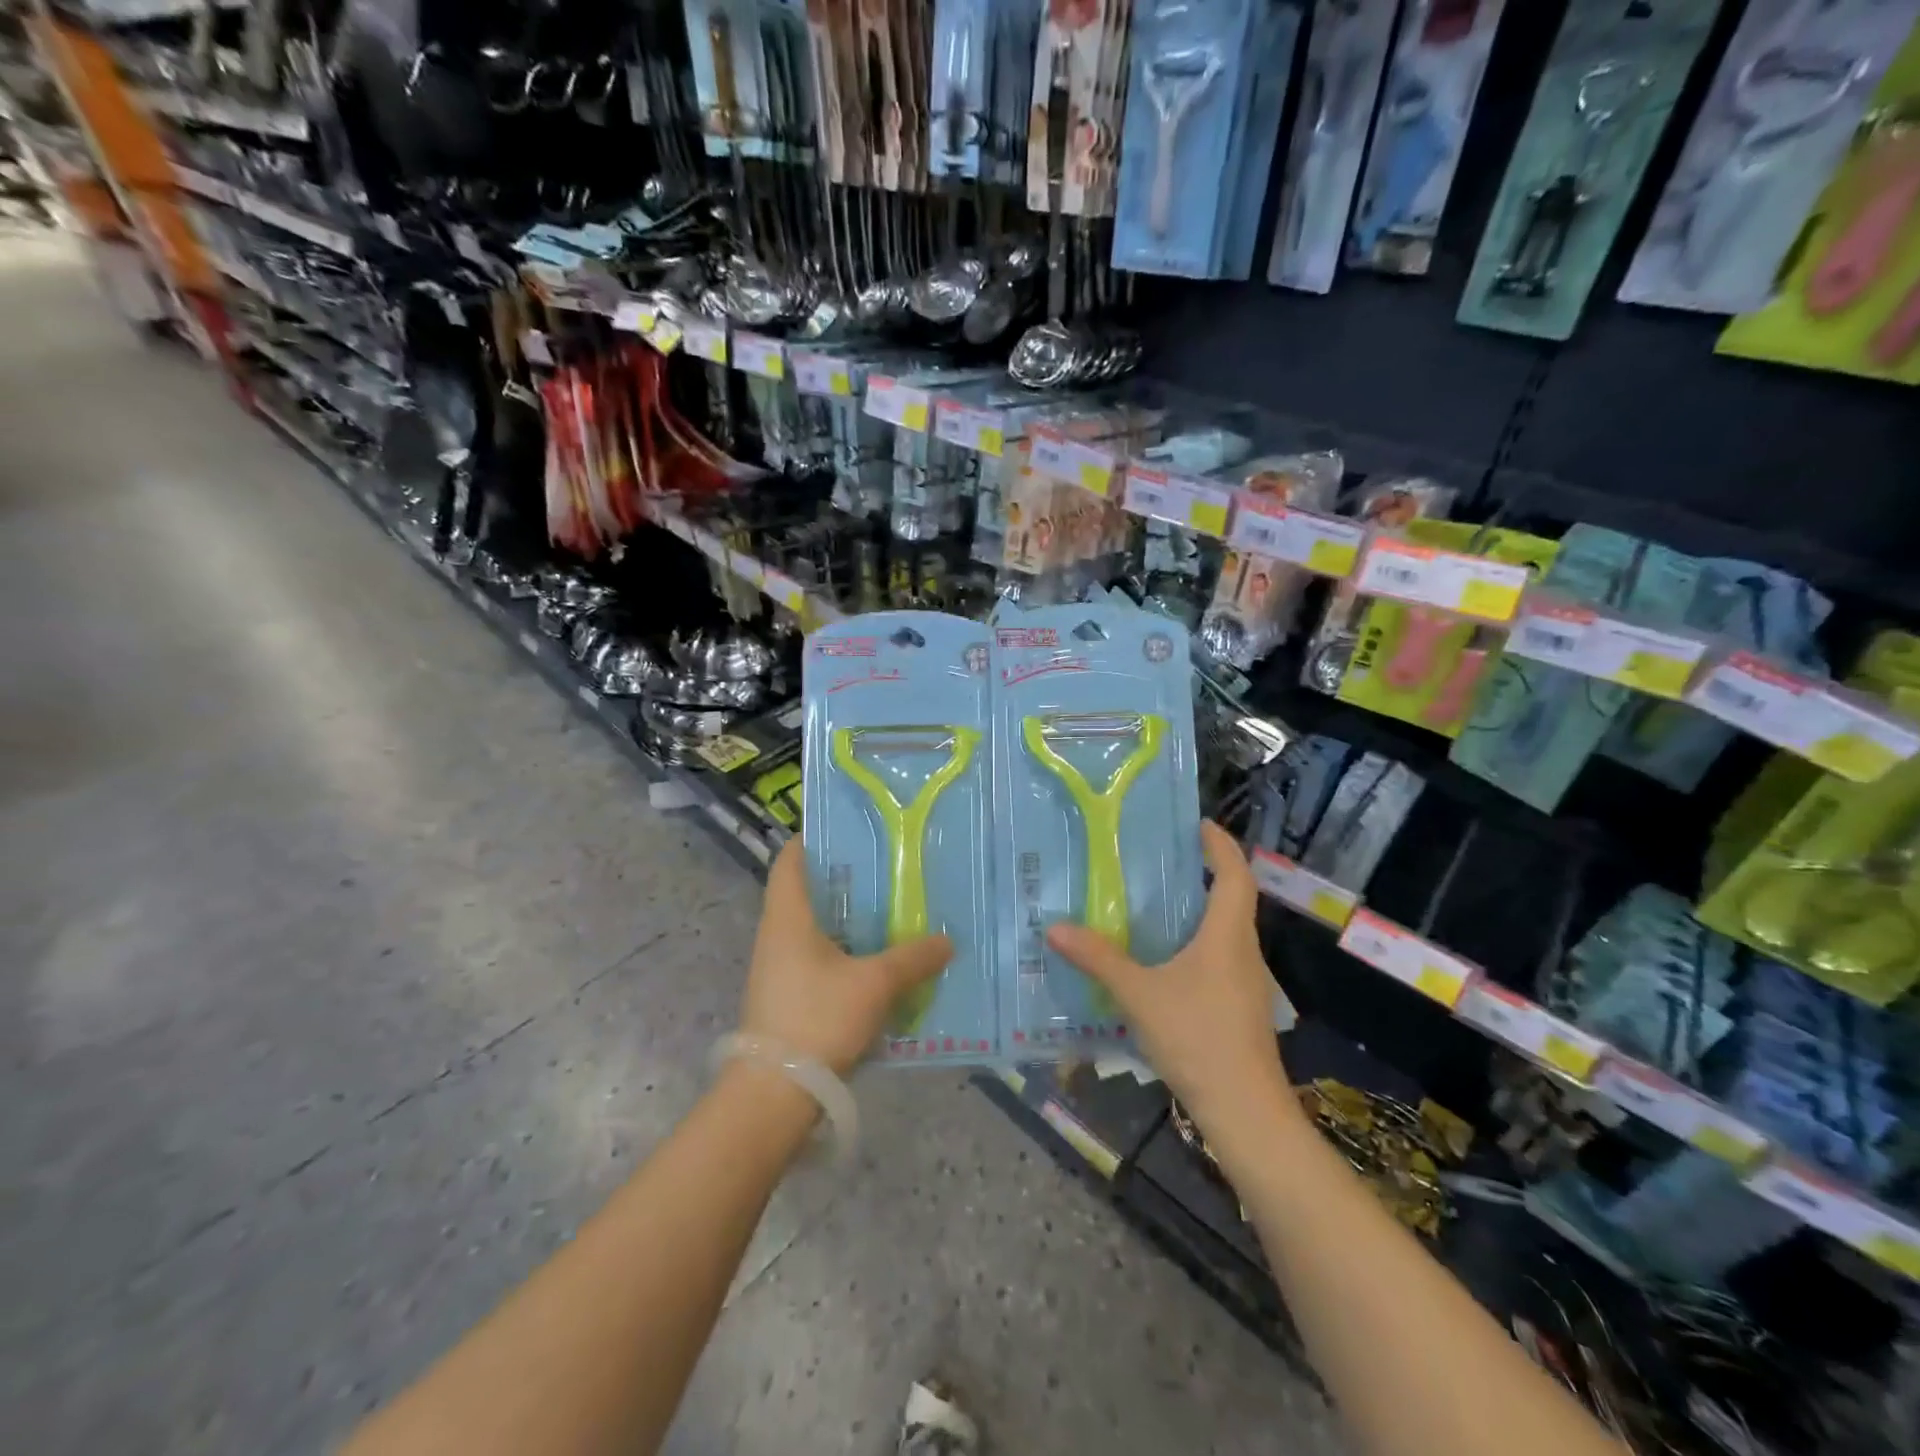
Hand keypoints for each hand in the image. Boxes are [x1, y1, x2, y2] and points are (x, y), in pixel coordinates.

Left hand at [744, 839, 953, 1074]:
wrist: (774, 1094)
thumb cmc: (818, 1019)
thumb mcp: (874, 984)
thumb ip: (912, 959)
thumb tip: (946, 940)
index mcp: (787, 917)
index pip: (791, 860)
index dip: (814, 839)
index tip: (851, 831)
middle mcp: (776, 935)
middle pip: (807, 892)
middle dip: (845, 880)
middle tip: (888, 870)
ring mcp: (778, 968)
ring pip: (815, 929)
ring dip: (848, 920)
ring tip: (891, 913)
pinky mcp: (787, 997)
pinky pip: (818, 959)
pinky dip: (845, 953)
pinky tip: (878, 963)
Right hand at [1047, 822, 1294, 1128]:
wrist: (1244, 1110)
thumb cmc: (1198, 1037)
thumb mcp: (1139, 994)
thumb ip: (1099, 959)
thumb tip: (1055, 927)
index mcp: (1227, 934)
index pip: (1235, 874)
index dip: (1220, 845)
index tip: (1197, 824)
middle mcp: (1243, 951)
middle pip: (1232, 899)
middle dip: (1203, 874)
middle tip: (1160, 859)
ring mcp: (1245, 982)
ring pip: (1224, 932)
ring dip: (1197, 911)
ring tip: (1153, 904)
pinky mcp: (1239, 1008)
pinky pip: (1217, 958)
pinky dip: (1194, 944)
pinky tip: (1161, 960)